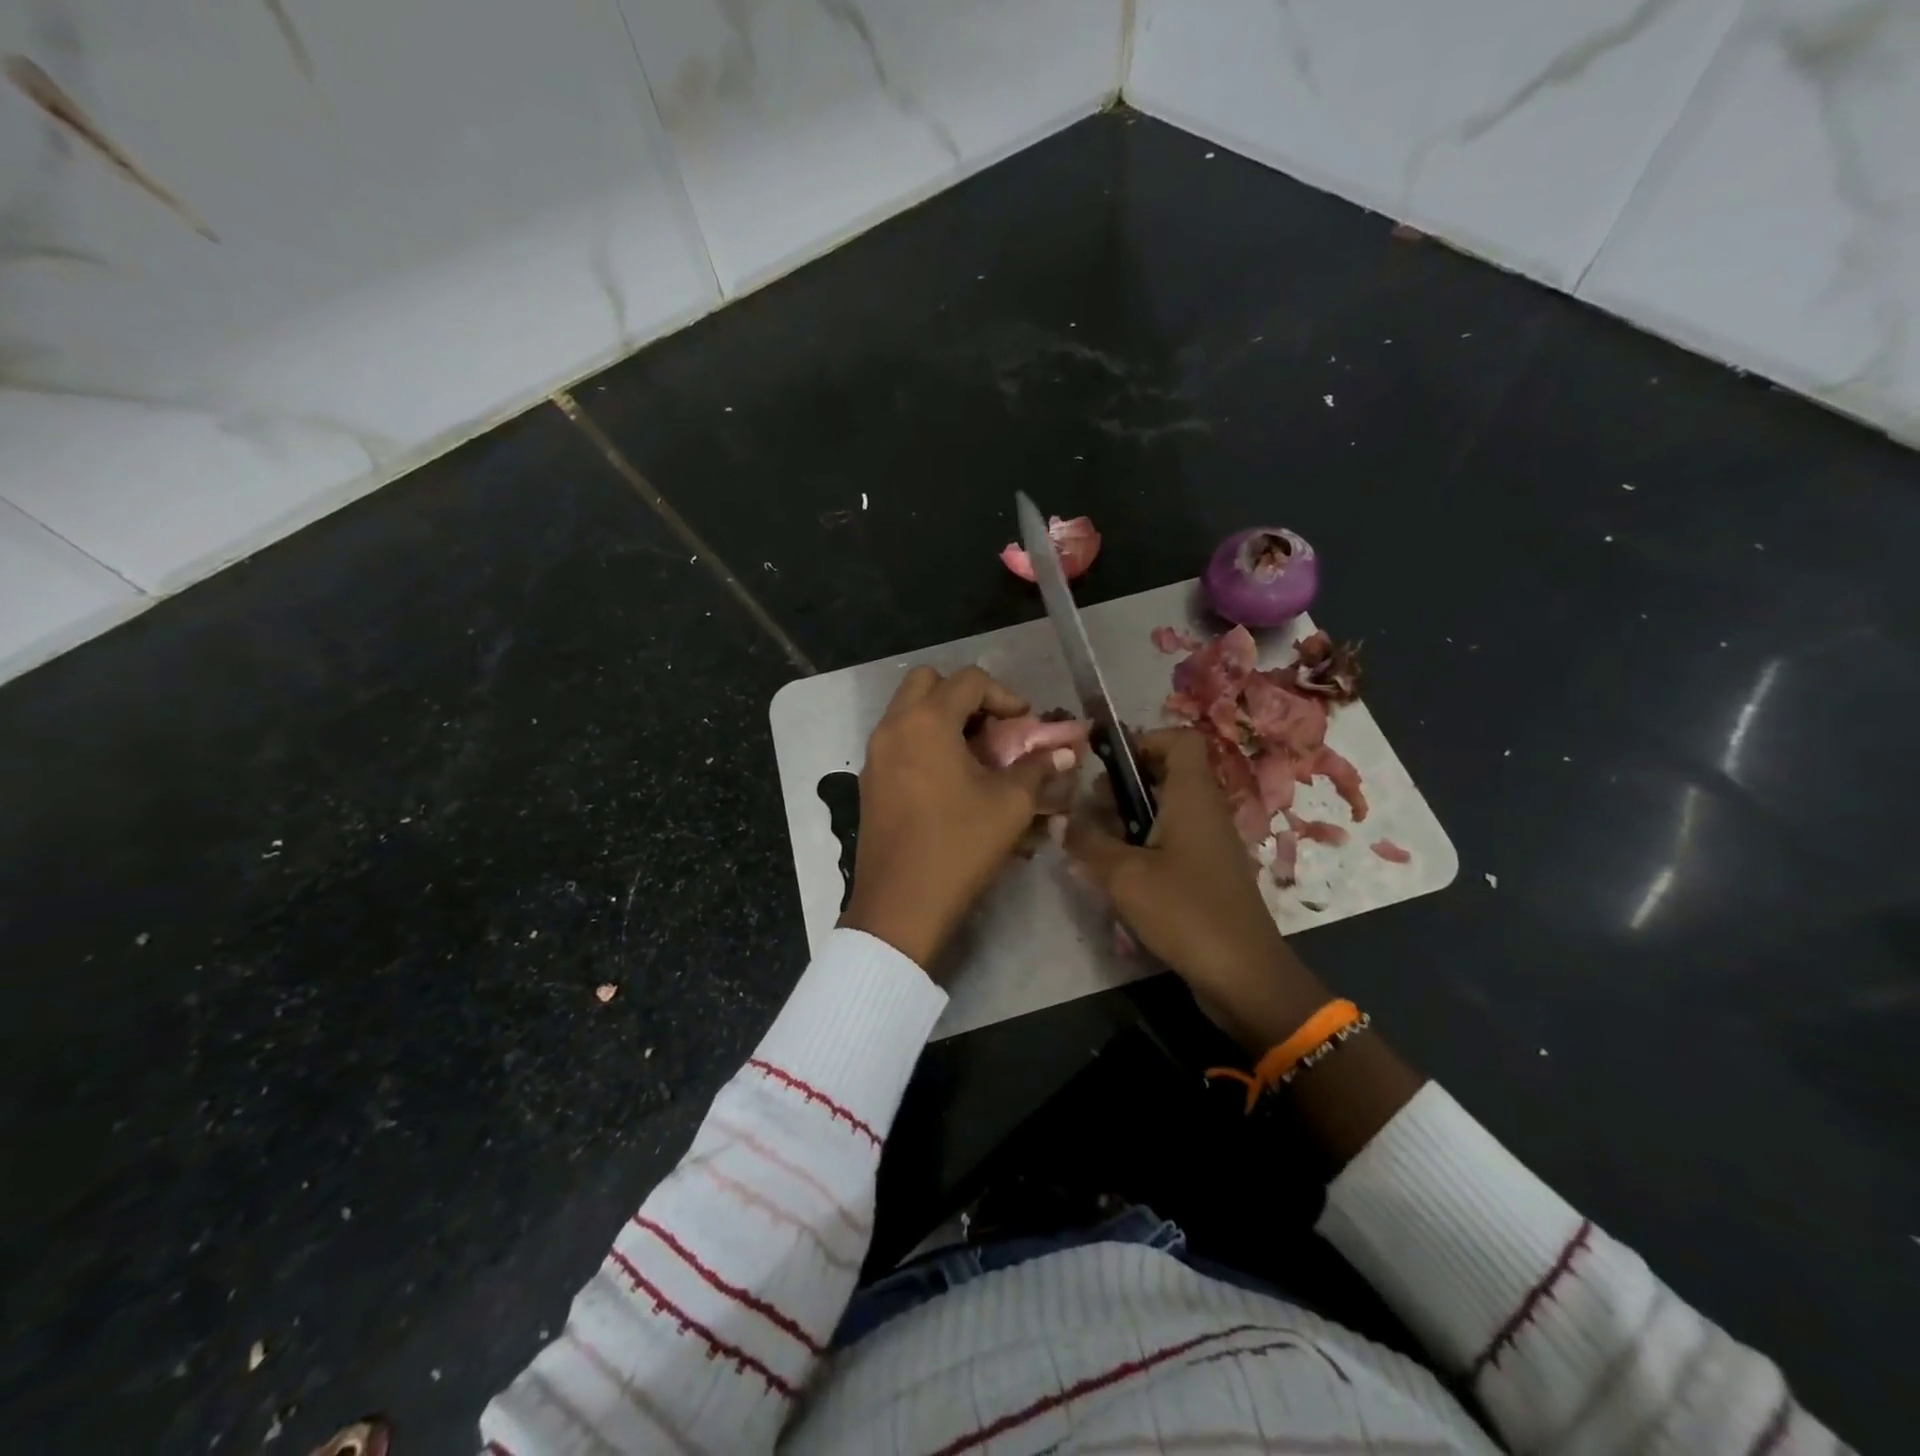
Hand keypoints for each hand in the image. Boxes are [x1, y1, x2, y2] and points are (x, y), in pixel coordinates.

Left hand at [841, 666, 1064, 972]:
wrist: (900, 904)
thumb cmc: (959, 846)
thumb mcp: (1009, 805)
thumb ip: (1036, 769)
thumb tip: (1062, 754)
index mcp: (927, 722)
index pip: (970, 681)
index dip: (1005, 696)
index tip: (1025, 724)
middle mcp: (894, 726)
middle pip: (928, 682)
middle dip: (965, 696)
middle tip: (992, 729)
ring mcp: (875, 753)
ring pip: (908, 710)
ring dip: (943, 718)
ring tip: (975, 755)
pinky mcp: (869, 780)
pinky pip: (898, 739)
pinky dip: (923, 741)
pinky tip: (949, 779)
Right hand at [1065, 728, 1329, 1051]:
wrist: (1243, 975)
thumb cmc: (1185, 912)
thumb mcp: (1124, 876)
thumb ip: (1088, 843)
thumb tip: (1062, 821)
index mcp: (1193, 796)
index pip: (1179, 739)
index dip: (1143, 741)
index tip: (1107, 767)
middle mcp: (1206, 810)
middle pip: (1167, 773)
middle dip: (1124, 785)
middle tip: (1091, 810)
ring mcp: (1210, 843)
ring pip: (1167, 809)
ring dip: (1130, 818)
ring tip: (1096, 843)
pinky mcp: (1208, 872)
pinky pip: (1173, 840)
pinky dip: (1144, 845)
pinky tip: (1118, 874)